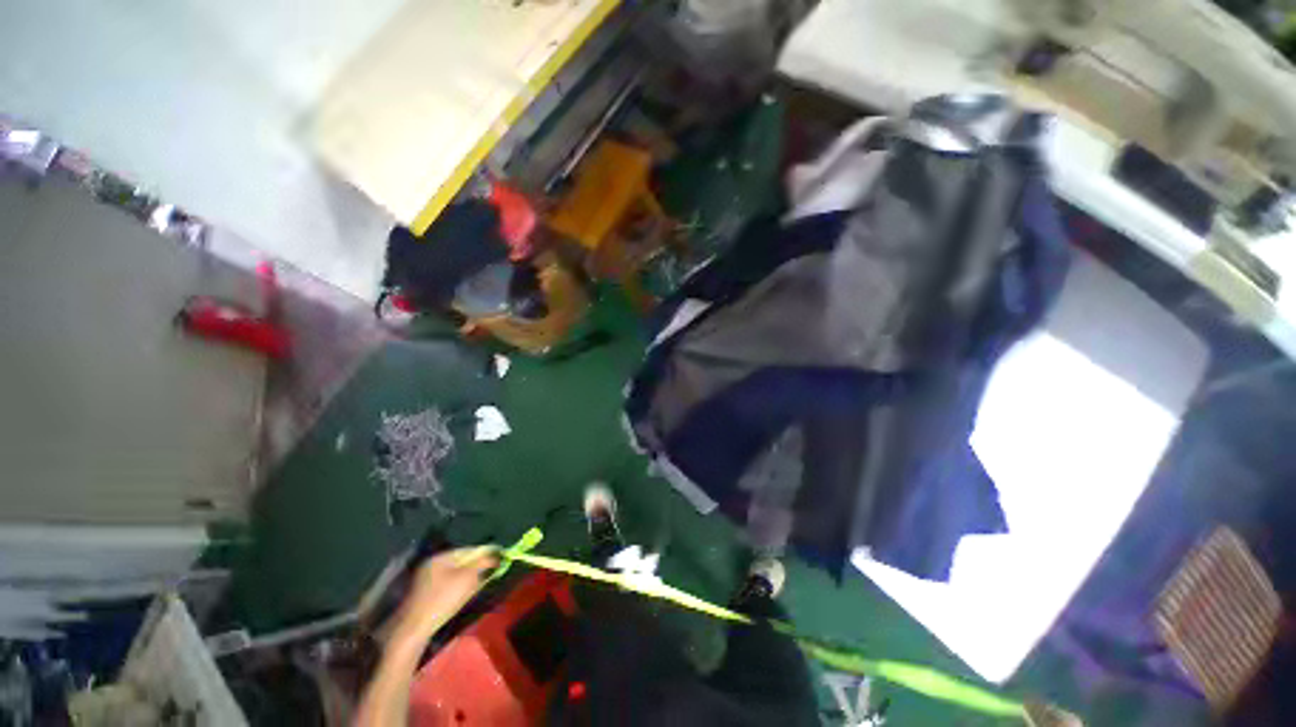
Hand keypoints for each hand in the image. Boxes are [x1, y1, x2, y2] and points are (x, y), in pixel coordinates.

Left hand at [393, 546, 498, 640]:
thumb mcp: (468, 579)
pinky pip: (446, 585)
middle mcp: (431, 565)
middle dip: (476, 567)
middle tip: (489, 574)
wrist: (413, 629)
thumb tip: (497, 554)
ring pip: (454, 574)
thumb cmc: (442, 600)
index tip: (498, 560)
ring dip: (468, 578)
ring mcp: (425, 580)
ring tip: (478, 586)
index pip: (468, 550)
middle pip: (461, 562)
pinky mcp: (423, 595)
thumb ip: (484, 563)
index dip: (485, 554)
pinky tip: (462, 596)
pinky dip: (457, 588)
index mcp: (440, 557)